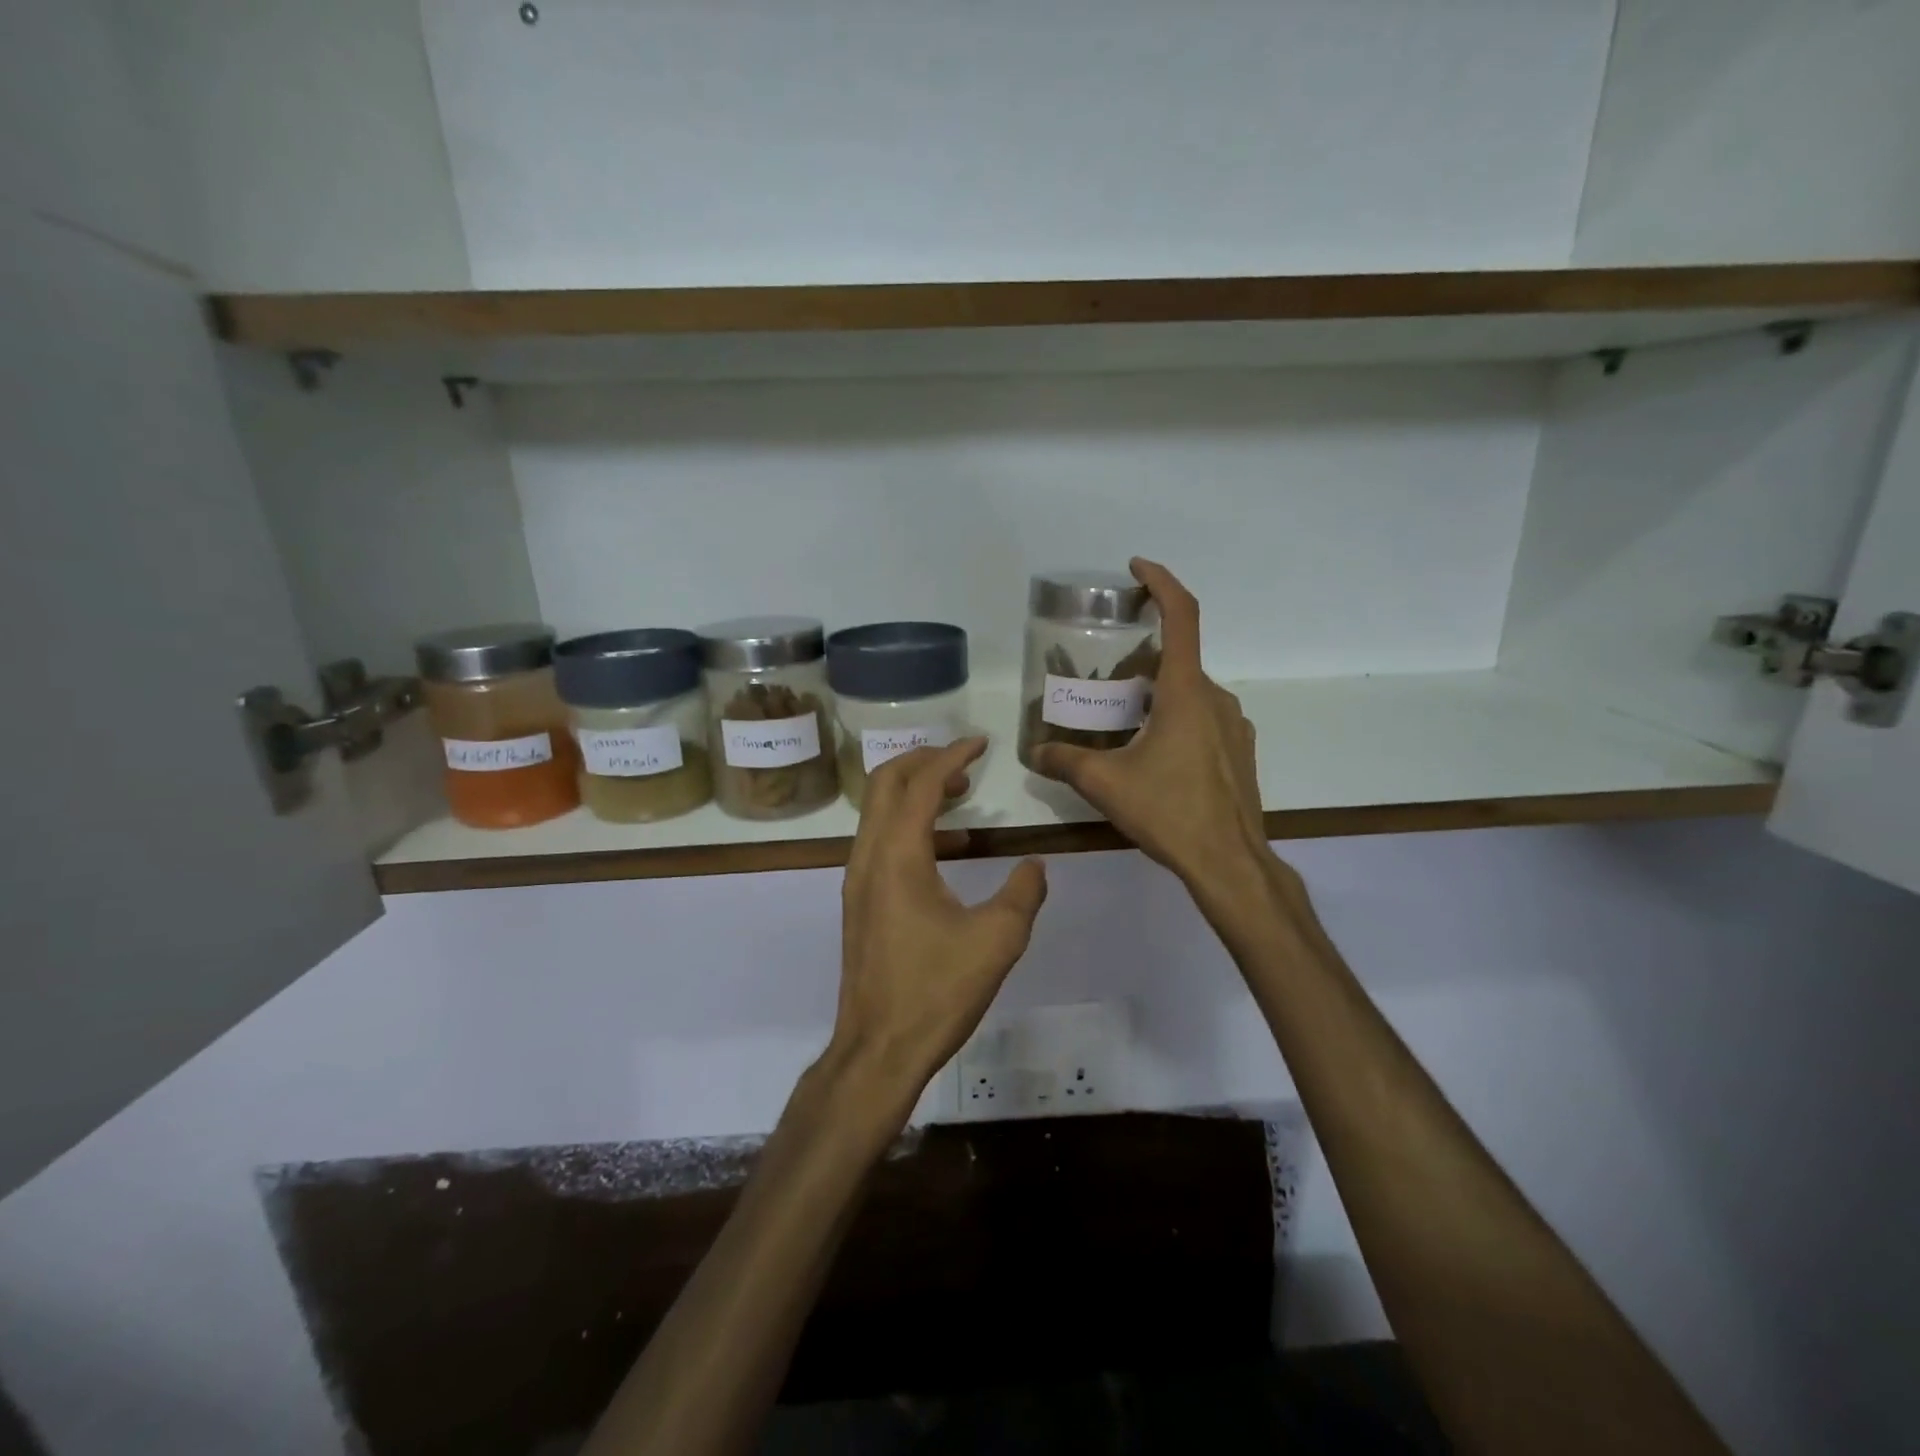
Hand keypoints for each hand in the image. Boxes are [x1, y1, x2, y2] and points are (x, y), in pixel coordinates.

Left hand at [828, 738, 1048, 1109]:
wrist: (877, 1049)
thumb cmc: (936, 992)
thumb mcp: (997, 941)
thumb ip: (1023, 894)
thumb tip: (1035, 865)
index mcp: (898, 856)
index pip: (920, 784)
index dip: (952, 756)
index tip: (981, 743)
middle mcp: (868, 857)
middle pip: (885, 783)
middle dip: (923, 761)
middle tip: (964, 761)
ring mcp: (858, 879)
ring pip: (878, 811)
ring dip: (916, 792)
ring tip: (962, 796)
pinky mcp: (860, 901)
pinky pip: (880, 840)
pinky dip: (910, 824)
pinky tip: (950, 849)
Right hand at [1031, 558, 1270, 888]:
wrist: (1230, 862)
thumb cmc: (1169, 811)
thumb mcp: (1105, 784)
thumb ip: (1065, 761)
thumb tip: (1035, 753)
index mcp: (1186, 692)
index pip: (1182, 615)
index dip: (1161, 582)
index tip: (1137, 568)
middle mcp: (1216, 698)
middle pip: (1177, 658)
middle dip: (1140, 657)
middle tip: (1104, 677)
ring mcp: (1233, 725)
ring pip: (1190, 691)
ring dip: (1156, 691)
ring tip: (1122, 717)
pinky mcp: (1239, 751)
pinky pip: (1203, 717)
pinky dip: (1175, 717)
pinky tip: (1152, 752)